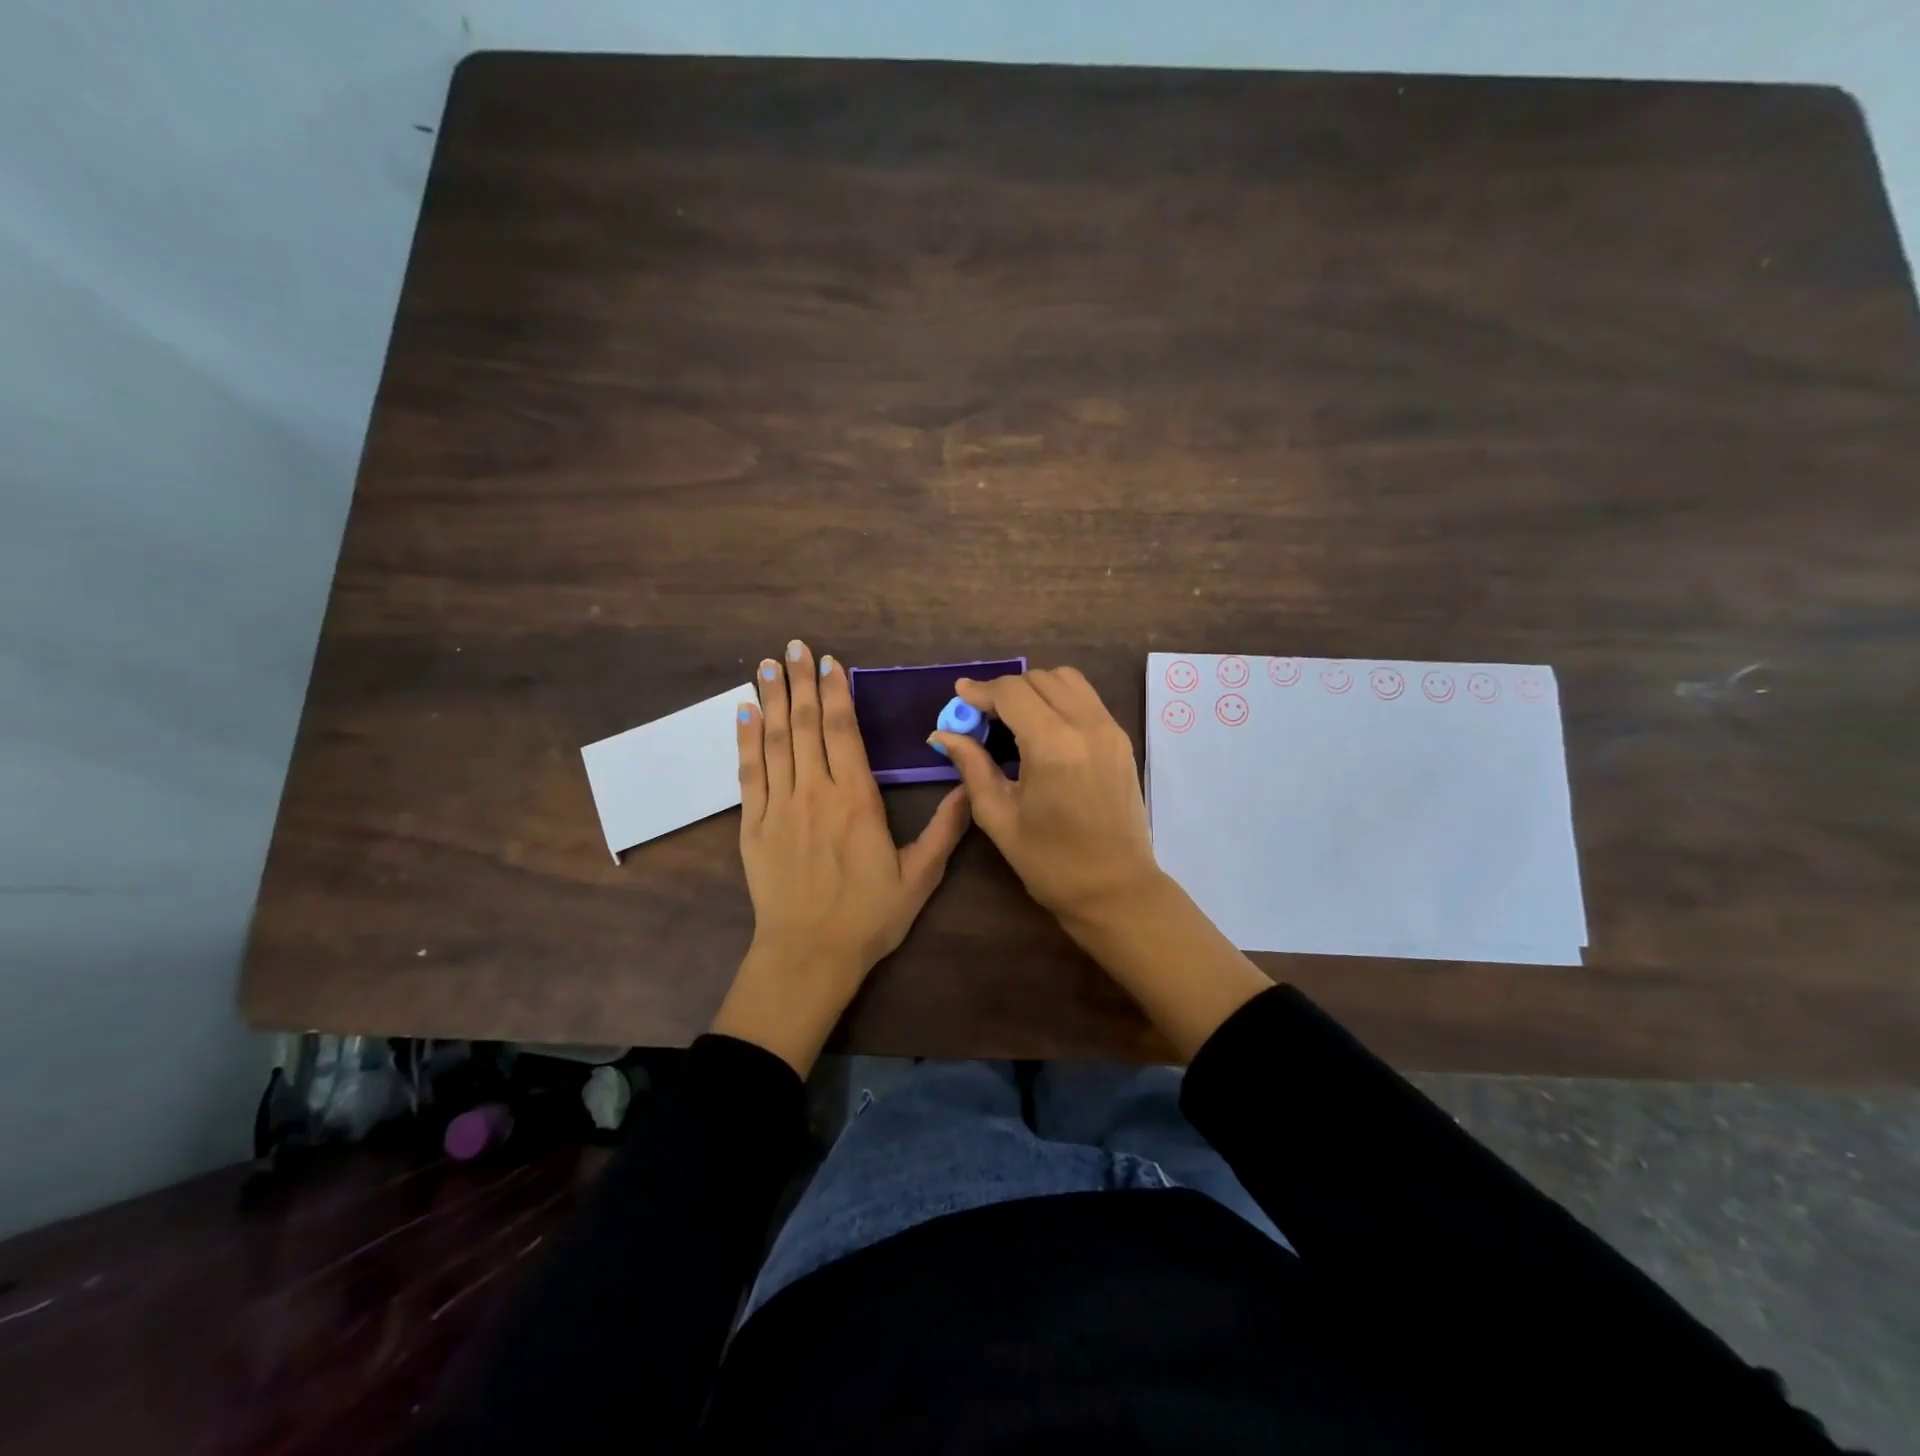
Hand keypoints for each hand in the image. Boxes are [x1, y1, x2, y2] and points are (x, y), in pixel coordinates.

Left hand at [712, 638, 971, 1075]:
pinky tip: (743, 713)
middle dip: (800, 683)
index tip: (830, 662)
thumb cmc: (869, 917)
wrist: (809, 955)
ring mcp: (779, 807)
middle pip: (806, 725)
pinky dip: (746, 740)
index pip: (844, 732)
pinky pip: (748, 773)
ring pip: (774, 741)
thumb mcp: (920, 877)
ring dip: (771, 700)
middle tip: (793, 647)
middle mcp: (815, 793)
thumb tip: (969, 785)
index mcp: (857, 800)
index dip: (836, 693)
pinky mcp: (754, 825)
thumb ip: (945, 829)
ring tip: (766, 665)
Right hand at [928, 667, 1161, 931]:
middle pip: (1039, 679)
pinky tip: (1042, 729)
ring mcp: (1110, 730)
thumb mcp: (999, 817)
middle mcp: (1086, 725)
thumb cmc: (1050, 862)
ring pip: (1068, 680)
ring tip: (1013, 718)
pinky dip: (1060, 699)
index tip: (959, 696)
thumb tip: (943, 734)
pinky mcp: (1122, 740)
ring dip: (1035, 688)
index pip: (1011, 692)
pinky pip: (1087, 699)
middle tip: (982, 716)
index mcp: (1053, 745)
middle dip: (1006, 690)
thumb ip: (972, 766)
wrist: (1116, 889)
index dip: (980, 691)